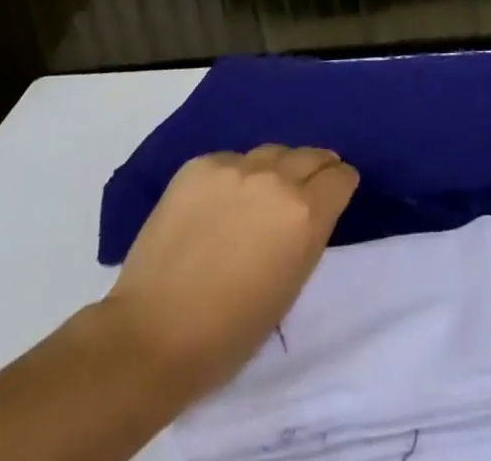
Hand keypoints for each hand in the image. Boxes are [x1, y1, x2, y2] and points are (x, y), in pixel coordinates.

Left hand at [102, 145, 358, 405]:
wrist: (149, 337)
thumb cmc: (228, 333)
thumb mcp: (291, 287)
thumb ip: (309, 236)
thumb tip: (310, 211)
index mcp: (305, 212)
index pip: (341, 176)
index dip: (340, 186)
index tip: (333, 197)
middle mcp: (276, 178)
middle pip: (311, 155)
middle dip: (313, 171)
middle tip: (302, 193)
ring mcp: (235, 167)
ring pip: (271, 153)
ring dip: (274, 170)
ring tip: (257, 198)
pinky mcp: (199, 165)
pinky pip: (230, 161)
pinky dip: (233, 178)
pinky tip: (217, 206)